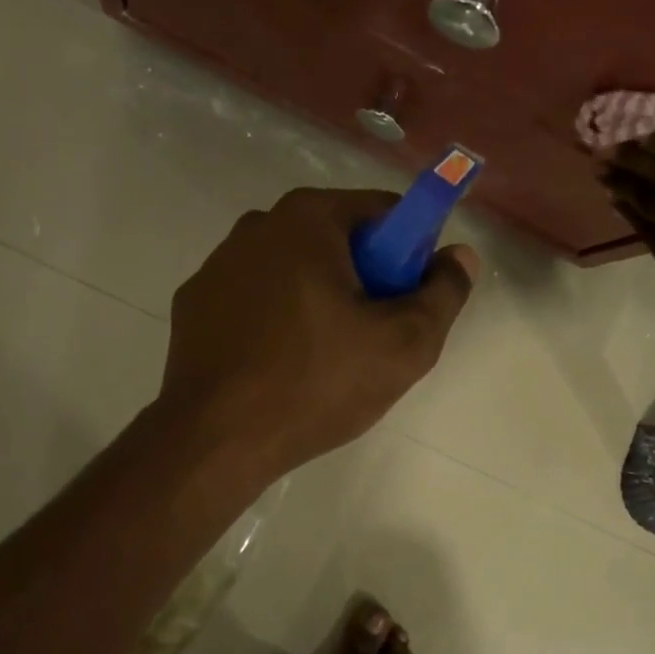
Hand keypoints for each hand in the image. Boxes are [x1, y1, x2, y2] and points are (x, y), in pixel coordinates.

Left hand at [159, 188, 477, 480]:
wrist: (216, 441)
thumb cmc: (317, 382)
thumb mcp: (405, 344)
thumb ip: (444, 292)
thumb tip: (460, 257)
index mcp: (307, 217)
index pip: (384, 212)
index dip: (410, 253)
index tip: (410, 302)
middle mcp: (256, 225)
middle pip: (336, 239)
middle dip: (364, 279)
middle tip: (372, 338)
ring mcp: (216, 265)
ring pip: (293, 270)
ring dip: (318, 299)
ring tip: (324, 360)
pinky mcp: (193, 304)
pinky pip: (254, 299)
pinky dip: (275, 320)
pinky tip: (277, 365)